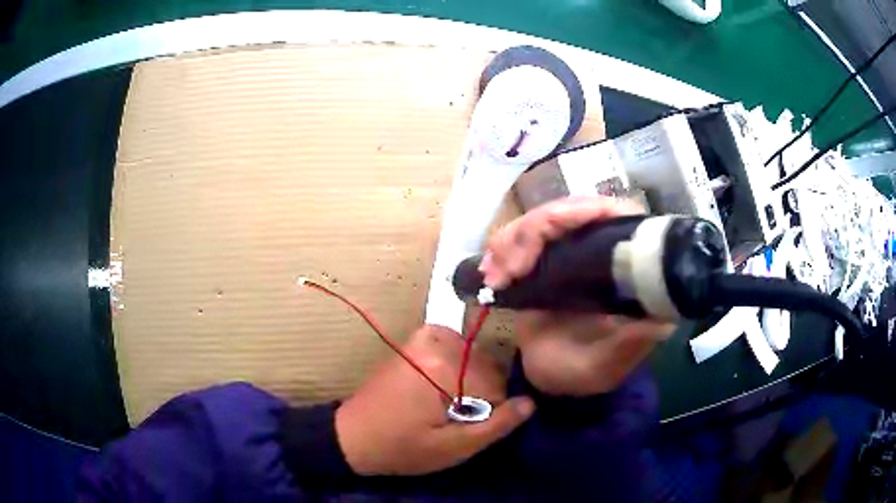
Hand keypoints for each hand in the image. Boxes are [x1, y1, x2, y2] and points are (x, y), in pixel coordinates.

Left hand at [335, 325, 534, 475]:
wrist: (354, 436)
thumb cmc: (403, 447)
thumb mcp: (452, 447)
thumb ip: (495, 425)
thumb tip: (530, 402)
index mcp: (444, 367)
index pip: (497, 386)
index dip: (492, 412)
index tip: (472, 427)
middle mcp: (435, 342)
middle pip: (486, 367)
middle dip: (482, 394)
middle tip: (460, 418)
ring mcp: (423, 337)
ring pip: (474, 356)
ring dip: (472, 380)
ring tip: (450, 405)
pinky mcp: (414, 340)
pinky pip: (454, 345)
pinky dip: (458, 362)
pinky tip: (446, 383)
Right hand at [479, 197, 674, 396]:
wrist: (544, 376)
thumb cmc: (577, 374)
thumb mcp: (604, 367)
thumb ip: (627, 347)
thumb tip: (659, 320)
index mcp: (627, 272)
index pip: (616, 217)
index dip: (586, 211)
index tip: (553, 229)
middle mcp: (602, 251)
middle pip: (572, 209)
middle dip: (535, 230)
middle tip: (509, 268)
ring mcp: (571, 250)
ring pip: (543, 217)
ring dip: (513, 240)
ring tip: (495, 275)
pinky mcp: (544, 256)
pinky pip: (522, 235)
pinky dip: (502, 247)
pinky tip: (490, 272)